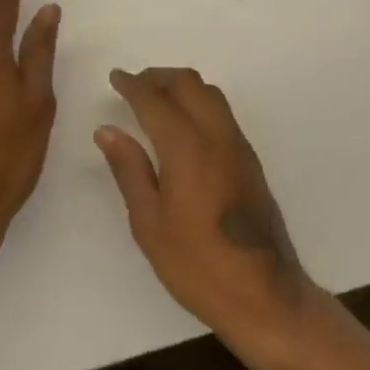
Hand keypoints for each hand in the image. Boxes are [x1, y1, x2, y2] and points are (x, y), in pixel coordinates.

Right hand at [95, 67, 312, 340]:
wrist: (262, 292)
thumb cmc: (197, 264)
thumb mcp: (150, 223)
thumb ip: (129, 170)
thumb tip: (107, 130)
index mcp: (186, 146)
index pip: (155, 99)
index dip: (133, 85)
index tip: (115, 78)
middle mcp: (215, 133)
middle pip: (188, 83)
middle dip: (158, 77)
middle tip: (134, 86)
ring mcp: (237, 142)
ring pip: (209, 92)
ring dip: (181, 85)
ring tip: (157, 100)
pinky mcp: (249, 156)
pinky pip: (221, 110)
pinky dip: (199, 101)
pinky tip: (185, 123)